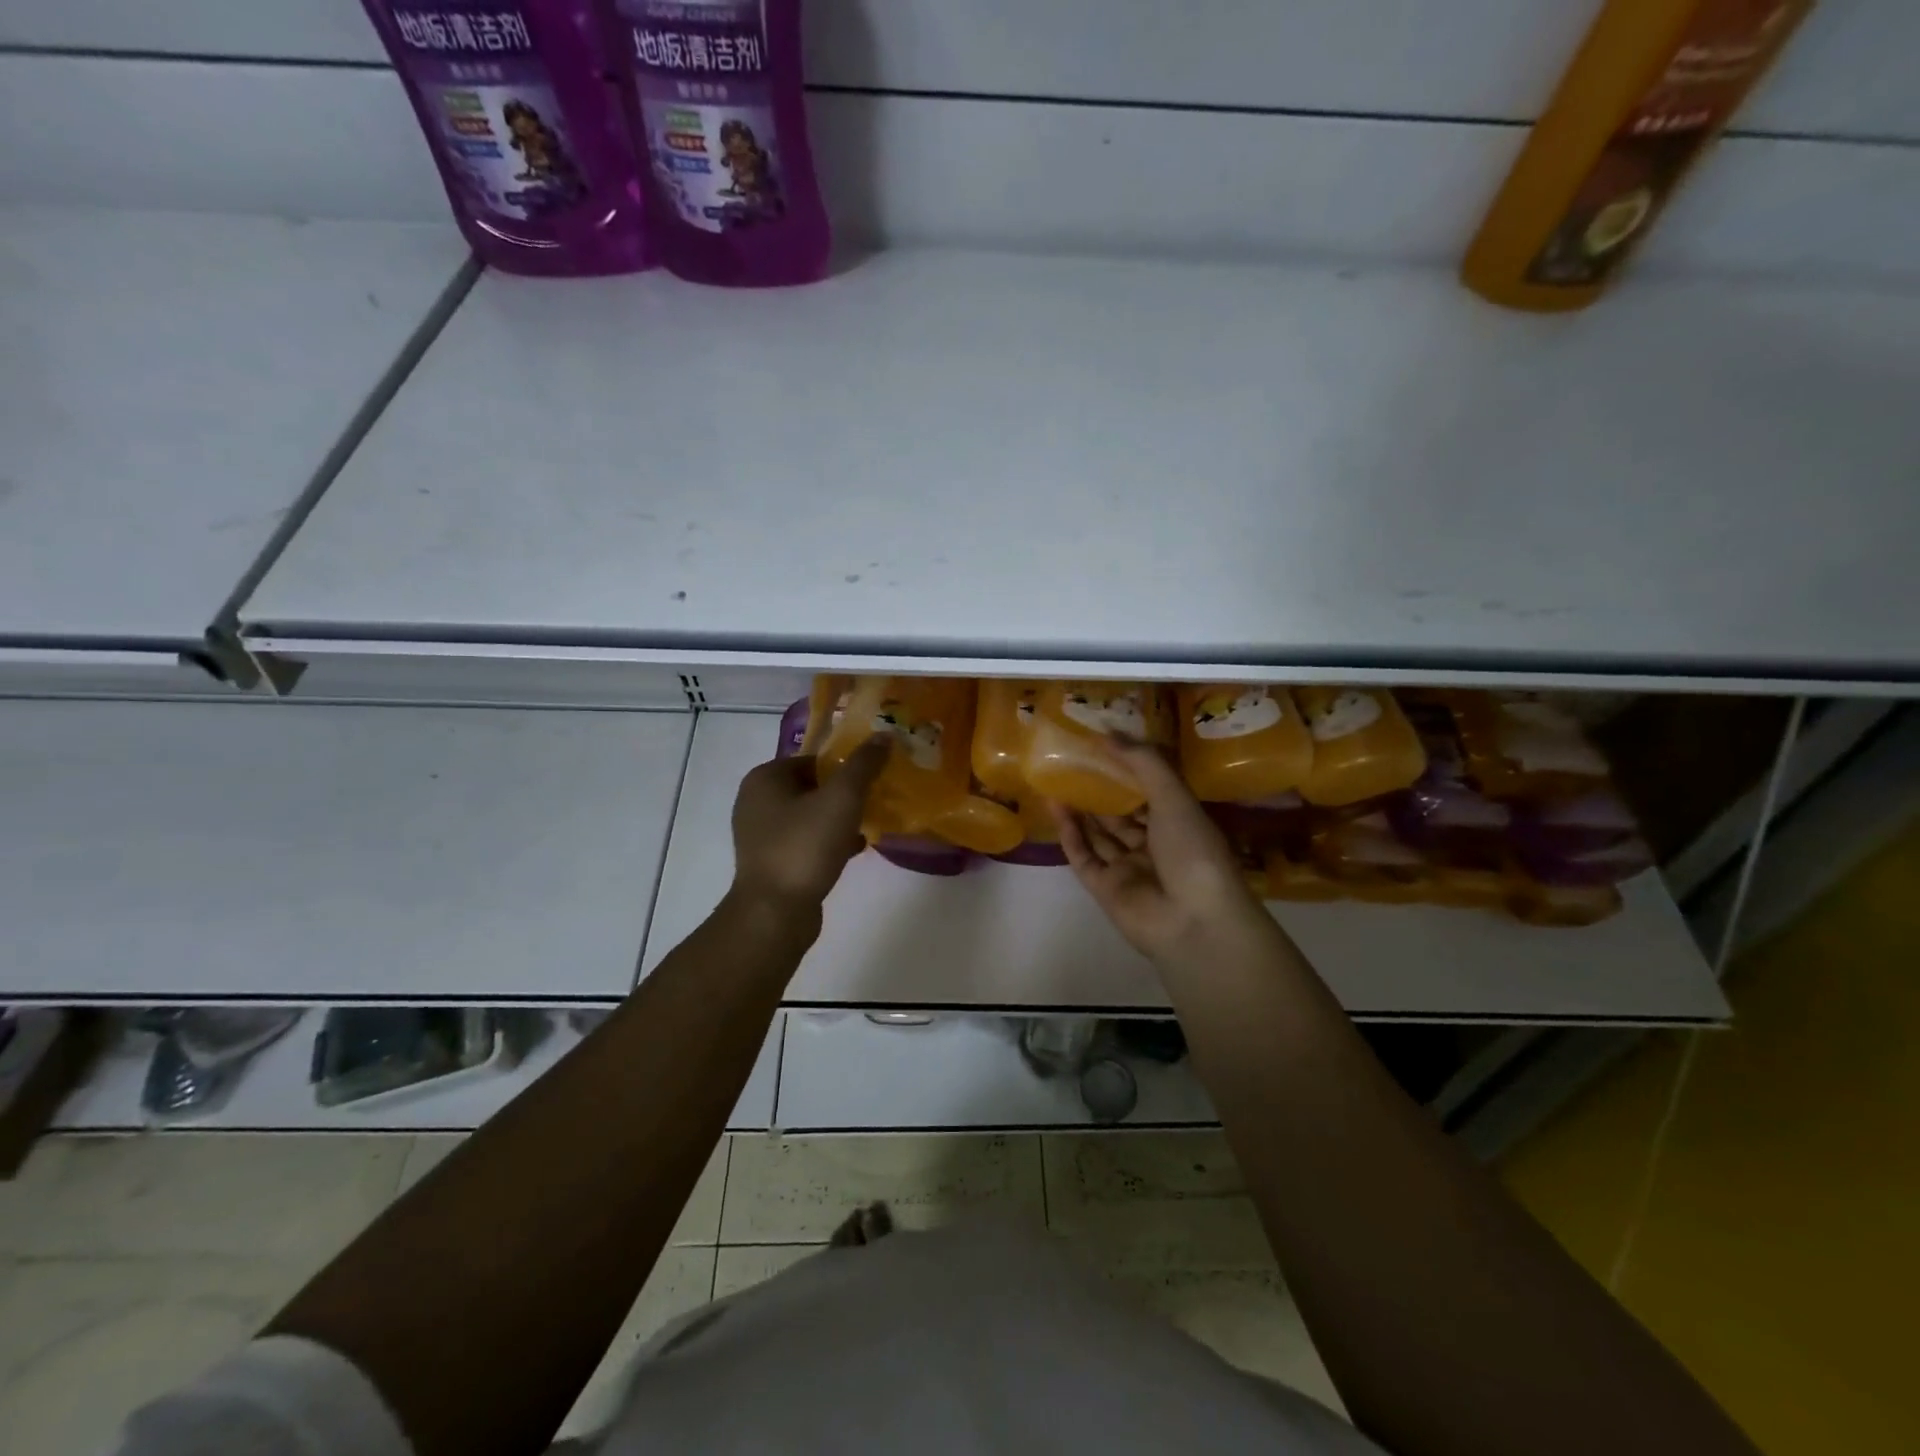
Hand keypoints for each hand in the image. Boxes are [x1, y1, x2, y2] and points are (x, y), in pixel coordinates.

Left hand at [730, 739, 888, 925]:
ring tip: (871, 823)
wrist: (775, 913)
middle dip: (845, 793)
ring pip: (811, 815)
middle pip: (812, 786)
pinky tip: (856, 848)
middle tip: (876, 798)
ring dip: (839, 818)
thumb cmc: (804, 846)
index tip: (874, 776)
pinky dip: (830, 841)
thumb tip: (883, 736)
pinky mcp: (771, 862)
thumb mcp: (841, 799)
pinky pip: (806, 841)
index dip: (845, 765)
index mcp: (765, 778)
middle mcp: (756, 801)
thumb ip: (863, 765)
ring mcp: (761, 835)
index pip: (813, 759)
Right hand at [1050, 739, 1272, 966]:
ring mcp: (1128, 869)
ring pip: (1099, 834)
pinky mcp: (1104, 888)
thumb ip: (1143, 763)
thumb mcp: (1174, 797)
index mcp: (1179, 824)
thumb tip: (1108, 733)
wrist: (1194, 921)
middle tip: (1073, 760)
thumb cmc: (1193, 851)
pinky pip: (1083, 856)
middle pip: (1121, 814)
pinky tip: (1055, 806)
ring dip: (1080, 808)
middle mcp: (1153, 846)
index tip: (1102, 745)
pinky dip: (1069, 833)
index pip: (1150, 792)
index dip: (1128, 770)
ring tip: (1057, 777)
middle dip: (1100, 789)